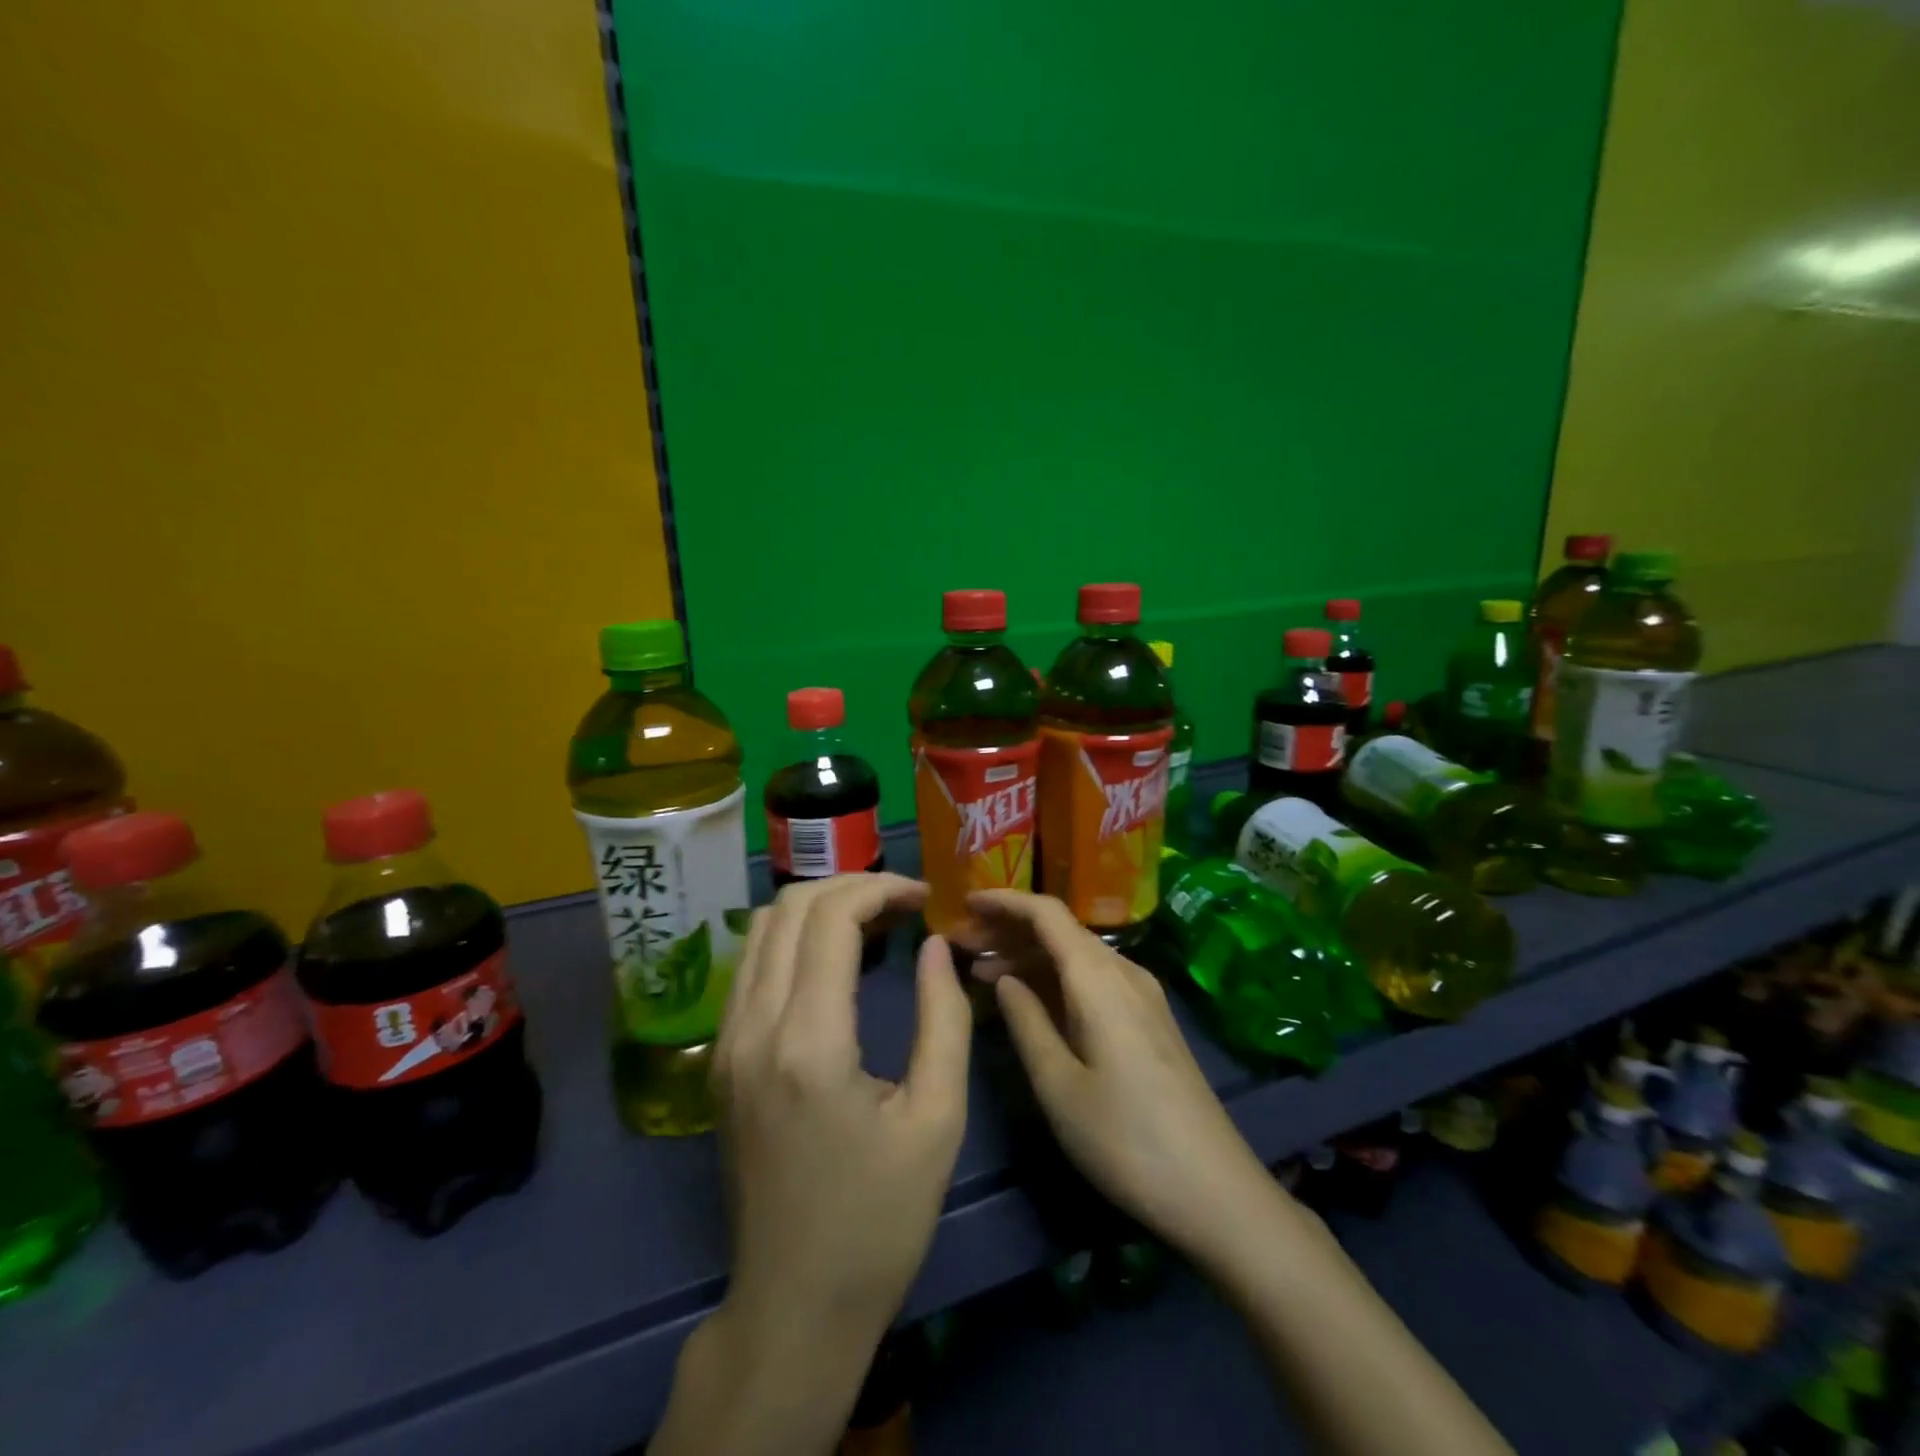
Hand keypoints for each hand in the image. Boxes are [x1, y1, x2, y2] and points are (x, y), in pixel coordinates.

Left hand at [711, 873, 972, 1345]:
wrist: (794, 1306)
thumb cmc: (880, 1221)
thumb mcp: (937, 1120)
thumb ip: (944, 1019)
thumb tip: (934, 945)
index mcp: (809, 1043)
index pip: (830, 917)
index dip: (881, 888)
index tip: (925, 897)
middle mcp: (754, 1028)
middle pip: (789, 907)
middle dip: (851, 886)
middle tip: (904, 903)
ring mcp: (727, 1042)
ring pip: (761, 929)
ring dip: (819, 907)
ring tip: (874, 922)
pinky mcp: (722, 1059)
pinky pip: (752, 966)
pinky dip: (794, 939)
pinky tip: (835, 960)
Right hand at [968, 889, 1288, 1268]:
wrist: (1215, 1190)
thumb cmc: (1124, 1139)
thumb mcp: (1058, 1085)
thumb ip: (1026, 1021)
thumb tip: (1004, 977)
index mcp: (1098, 978)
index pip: (1046, 913)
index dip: (1004, 901)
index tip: (964, 902)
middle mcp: (1123, 972)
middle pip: (1061, 930)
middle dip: (1009, 930)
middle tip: (961, 944)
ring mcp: (1142, 994)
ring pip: (1076, 955)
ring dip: (1029, 956)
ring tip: (981, 972)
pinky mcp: (1149, 1019)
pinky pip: (1094, 979)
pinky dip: (1055, 978)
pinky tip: (1030, 999)